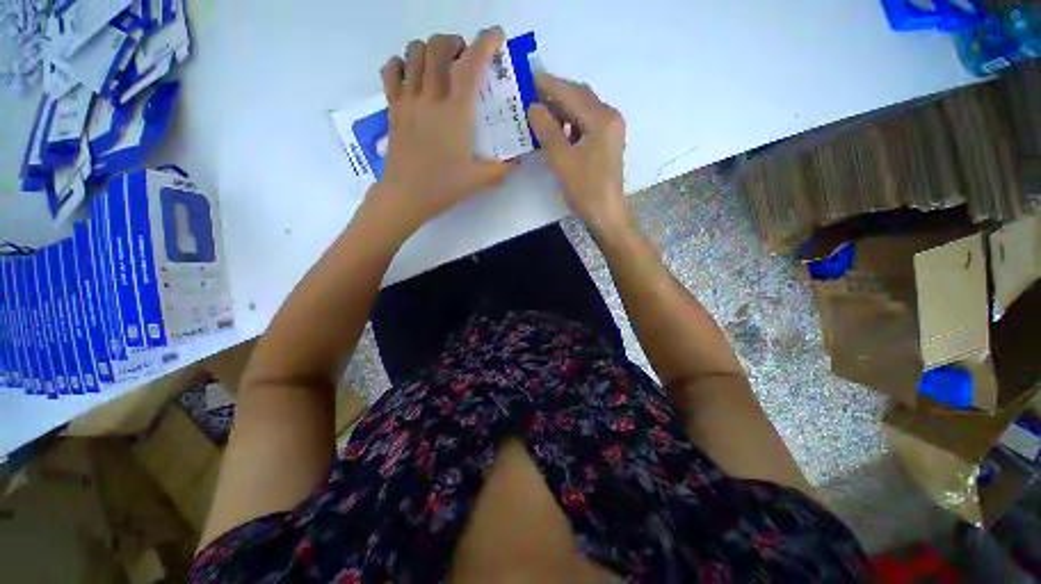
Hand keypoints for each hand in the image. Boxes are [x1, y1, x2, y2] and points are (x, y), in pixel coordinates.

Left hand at [370, 27, 512, 234]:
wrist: (406, 196)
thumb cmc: (444, 187)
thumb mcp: (479, 181)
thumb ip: (502, 170)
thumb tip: (516, 162)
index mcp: (456, 113)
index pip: (471, 66)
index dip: (485, 43)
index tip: (495, 34)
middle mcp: (431, 97)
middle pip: (437, 47)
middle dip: (454, 42)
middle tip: (463, 57)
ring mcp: (408, 101)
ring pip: (413, 53)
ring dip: (429, 49)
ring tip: (439, 64)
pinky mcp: (393, 109)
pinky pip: (391, 72)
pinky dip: (401, 64)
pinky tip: (411, 76)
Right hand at [528, 74, 628, 232]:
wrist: (606, 214)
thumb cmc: (585, 189)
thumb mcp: (562, 160)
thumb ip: (547, 130)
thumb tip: (533, 106)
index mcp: (602, 118)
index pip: (571, 93)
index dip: (548, 84)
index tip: (526, 77)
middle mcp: (610, 117)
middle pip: (580, 97)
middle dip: (555, 93)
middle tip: (529, 93)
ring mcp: (610, 130)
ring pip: (582, 110)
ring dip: (561, 108)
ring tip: (538, 110)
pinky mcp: (606, 142)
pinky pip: (585, 123)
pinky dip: (569, 122)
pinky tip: (555, 129)